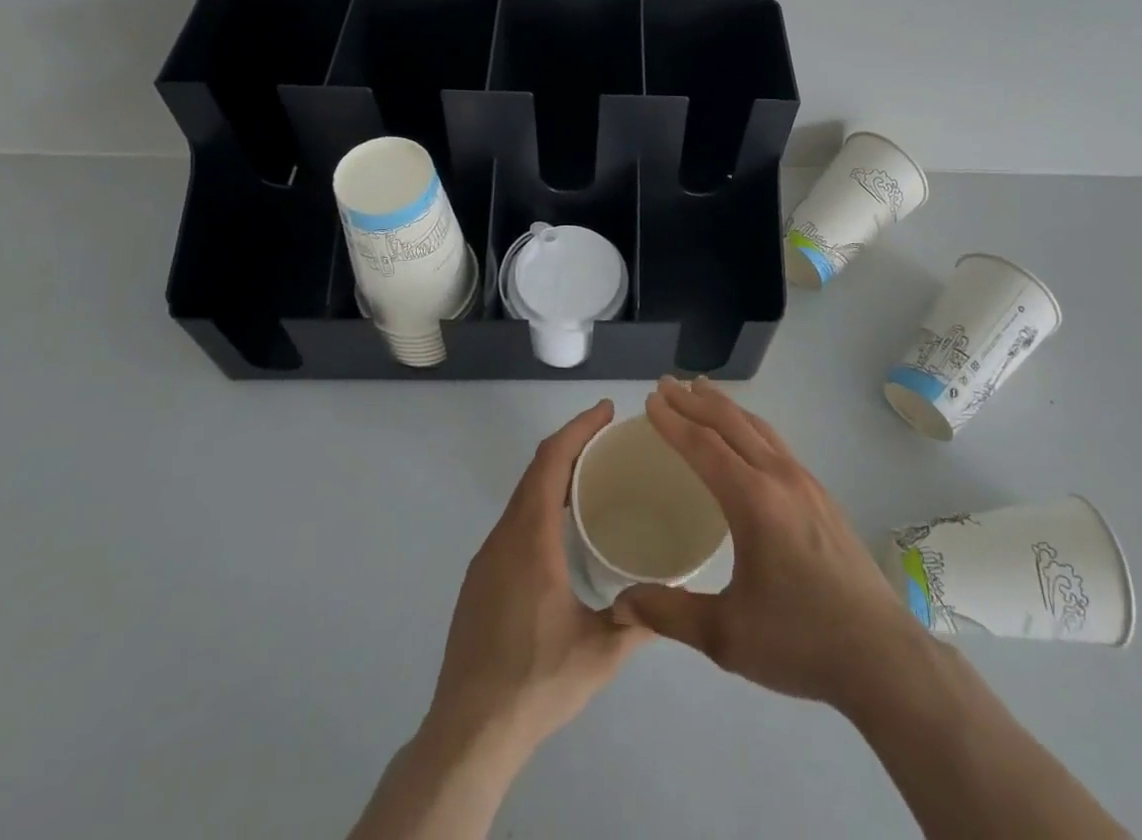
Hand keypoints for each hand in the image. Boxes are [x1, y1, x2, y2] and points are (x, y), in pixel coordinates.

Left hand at [428, 399, 650, 755]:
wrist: (468, 732)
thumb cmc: (536, 682)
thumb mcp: (600, 654)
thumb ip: (641, 620)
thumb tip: (673, 595)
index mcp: (531, 540)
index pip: (551, 462)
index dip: (578, 429)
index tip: (606, 410)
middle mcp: (504, 537)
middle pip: (536, 470)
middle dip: (571, 443)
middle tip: (608, 436)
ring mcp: (487, 558)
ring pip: (522, 496)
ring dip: (554, 473)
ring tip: (592, 475)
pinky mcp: (480, 579)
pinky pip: (513, 520)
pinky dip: (540, 501)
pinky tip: (562, 528)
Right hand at [613, 377, 930, 710]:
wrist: (883, 656)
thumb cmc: (801, 641)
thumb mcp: (726, 635)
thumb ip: (670, 613)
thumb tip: (622, 604)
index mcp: (754, 500)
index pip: (704, 446)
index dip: (673, 422)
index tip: (649, 401)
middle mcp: (780, 478)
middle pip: (732, 424)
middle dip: (695, 401)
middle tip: (666, 384)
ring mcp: (807, 484)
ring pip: (759, 428)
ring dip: (726, 407)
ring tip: (702, 392)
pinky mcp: (823, 497)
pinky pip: (776, 444)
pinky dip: (749, 426)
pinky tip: (746, 439)